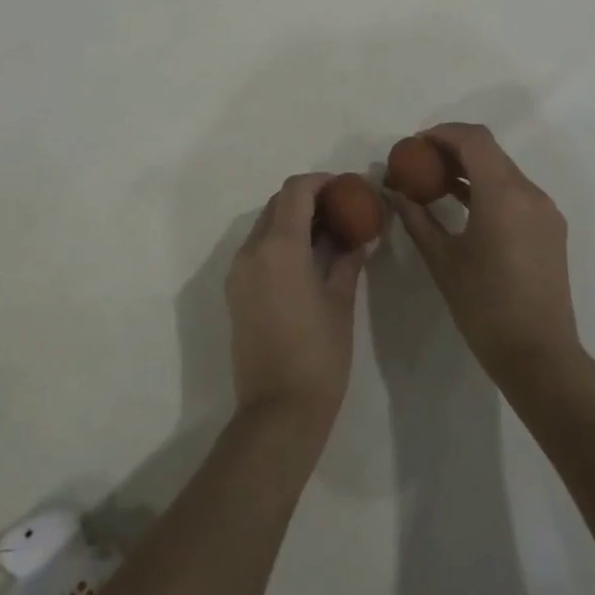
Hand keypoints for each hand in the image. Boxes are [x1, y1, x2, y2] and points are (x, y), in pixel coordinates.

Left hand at [225, 174, 366, 440]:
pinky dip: (280, 242)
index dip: (321, 182)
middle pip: (278, 204)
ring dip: (293, 220)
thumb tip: (359, 236)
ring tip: (328, 236)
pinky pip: (257, 249)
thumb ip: (348, 259)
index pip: (296, 191)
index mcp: (279, 247)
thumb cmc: (318, 355)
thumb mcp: (340, 302)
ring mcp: (238, 271)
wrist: (277, 411)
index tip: (346, 188)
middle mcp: (251, 250)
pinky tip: (307, 260)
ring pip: (265, 226)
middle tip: (341, 210)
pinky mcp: (235, 290)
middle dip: (308, 199)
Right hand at [388, 123, 581, 383]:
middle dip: (453, 149)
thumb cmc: (484, 306)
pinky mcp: (550, 229)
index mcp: (504, 194)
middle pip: (489, 151)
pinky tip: (463, 205)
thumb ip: (417, 219)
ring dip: (471, 168)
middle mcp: (529, 193)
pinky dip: (488, 187)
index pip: (474, 139)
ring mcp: (544, 211)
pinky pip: (515, 192)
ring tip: (436, 183)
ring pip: (503, 170)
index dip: (443, 133)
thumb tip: (394, 193)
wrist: (540, 356)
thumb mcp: (442, 259)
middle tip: (420, 162)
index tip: (415, 145)